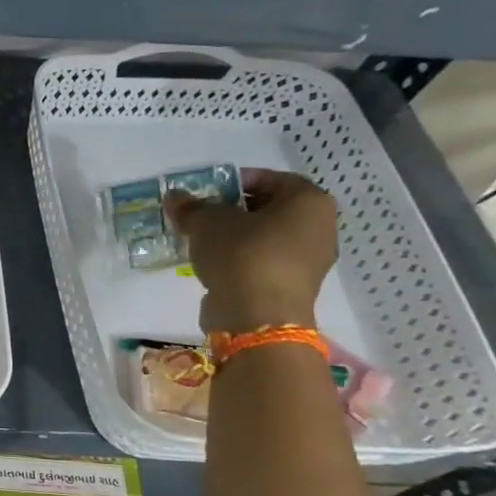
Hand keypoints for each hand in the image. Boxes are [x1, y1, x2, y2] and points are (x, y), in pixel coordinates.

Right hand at [164, 169, 337, 333]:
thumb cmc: (241, 254)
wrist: (257, 316)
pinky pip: (263, 261)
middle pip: (269, 208)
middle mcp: (320, 227)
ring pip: (265, 237)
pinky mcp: (293, 286)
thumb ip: (191, 206)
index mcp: (309, 201)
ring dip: (235, 236)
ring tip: (201, 240)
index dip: (235, 181)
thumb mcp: (207, 221)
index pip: (271, 179)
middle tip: (200, 214)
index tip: (206, 191)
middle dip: (233, 209)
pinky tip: (213, 263)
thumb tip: (176, 197)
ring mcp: (310, 260)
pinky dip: (241, 259)